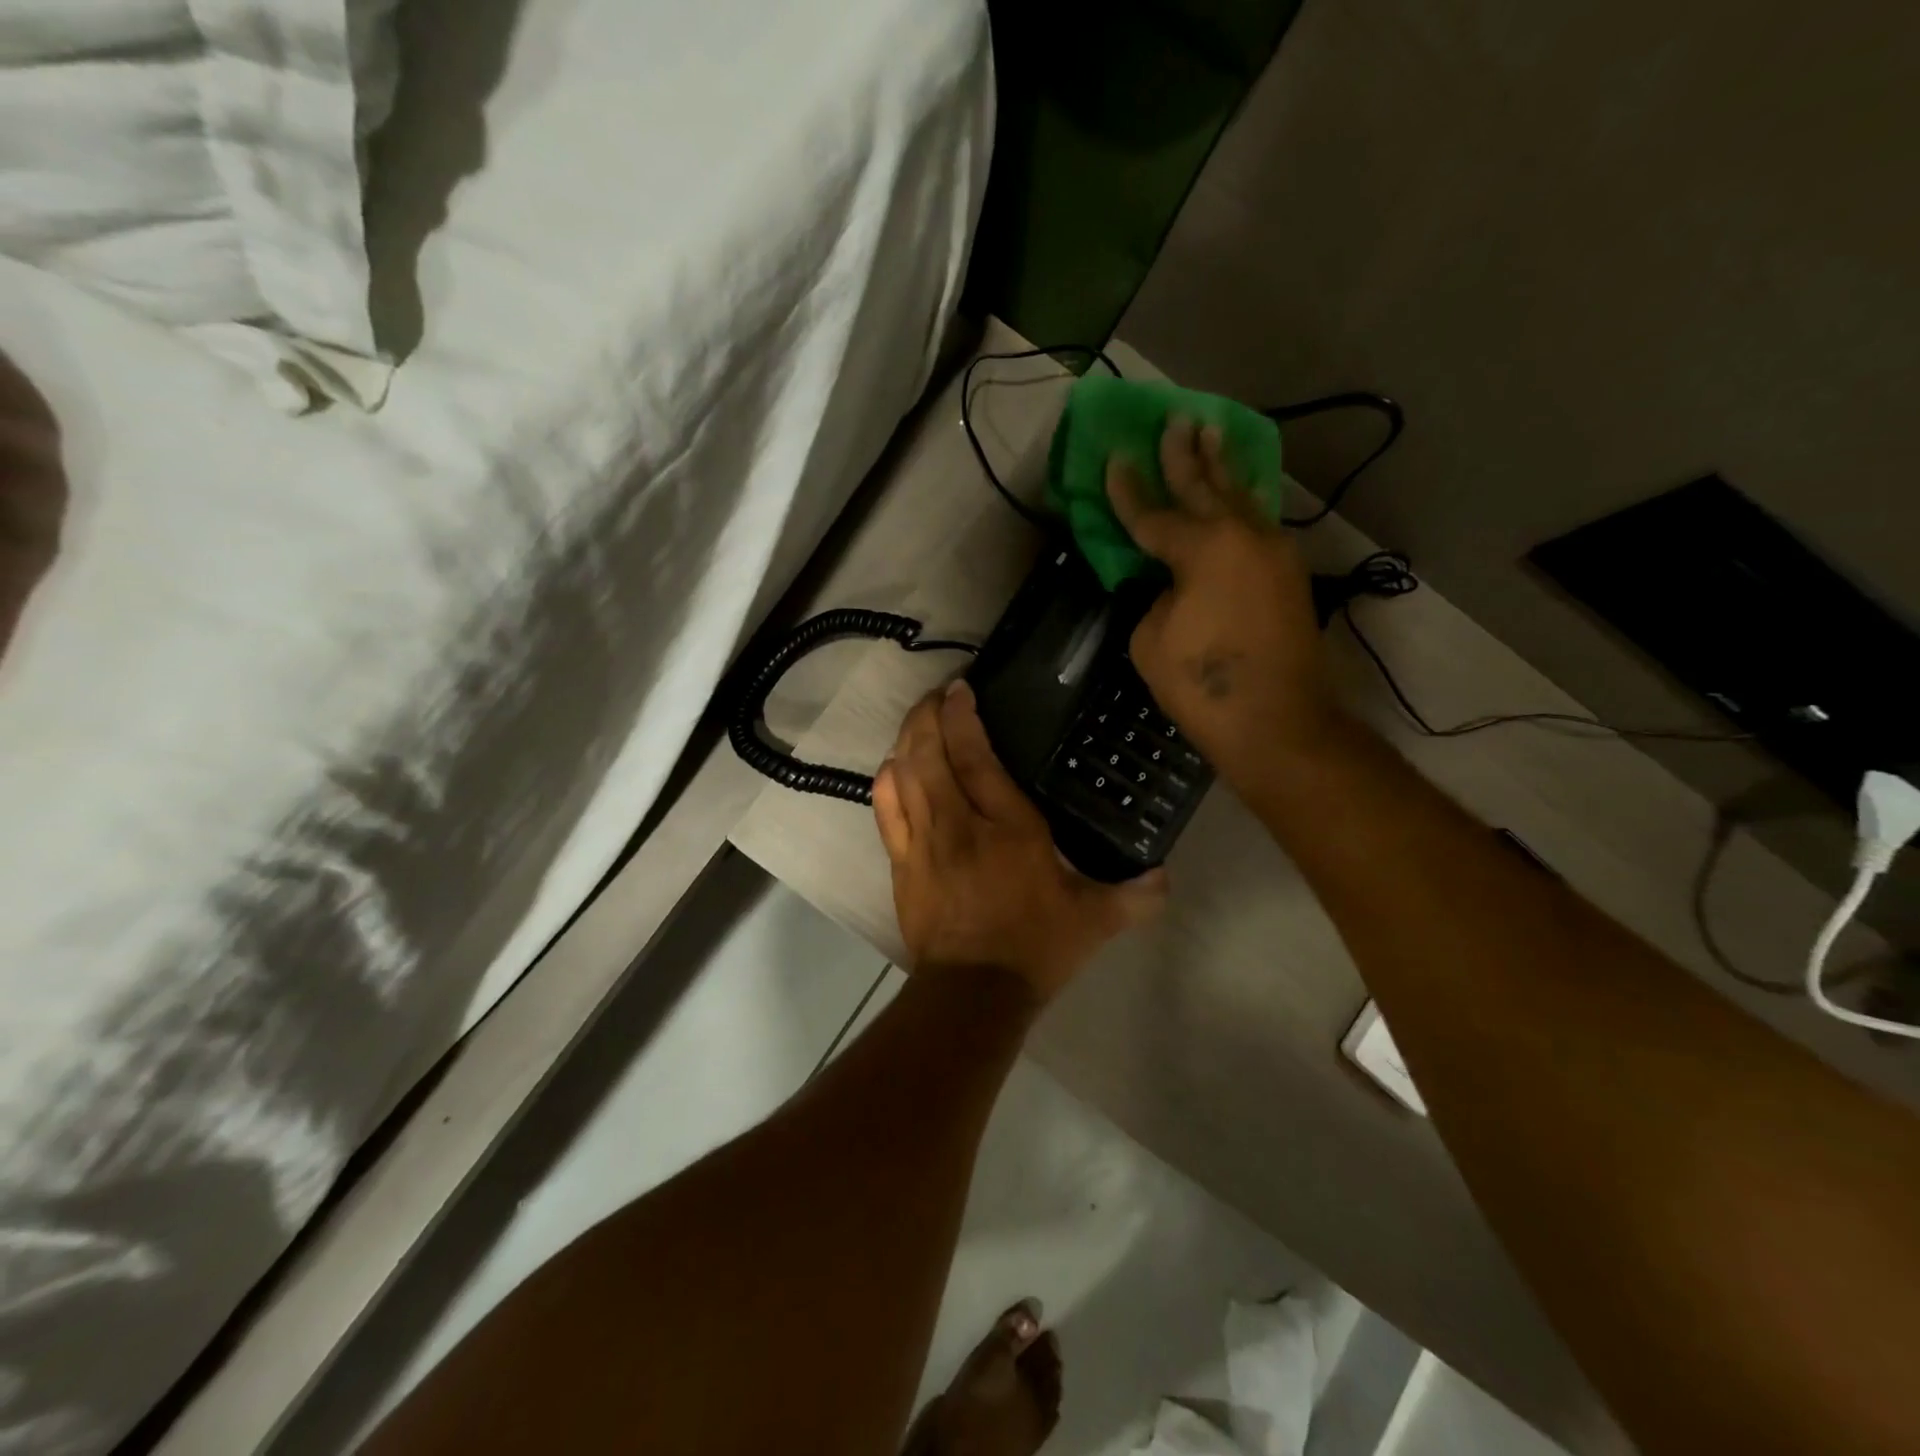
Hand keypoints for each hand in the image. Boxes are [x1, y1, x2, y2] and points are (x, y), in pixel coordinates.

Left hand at [873, 681, 1164, 1001]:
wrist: (973, 993)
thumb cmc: (1034, 947)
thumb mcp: (1094, 921)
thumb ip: (1134, 895)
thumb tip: (1167, 877)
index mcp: (1008, 828)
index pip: (976, 758)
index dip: (962, 718)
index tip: (960, 688)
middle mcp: (959, 824)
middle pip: (930, 754)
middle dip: (927, 715)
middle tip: (936, 695)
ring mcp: (923, 842)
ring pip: (904, 775)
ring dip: (907, 740)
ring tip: (917, 720)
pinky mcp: (901, 864)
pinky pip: (885, 811)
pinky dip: (887, 781)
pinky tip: (891, 765)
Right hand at [1106, 417, 1342, 790]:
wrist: (1277, 722)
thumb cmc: (1203, 685)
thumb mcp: (1151, 641)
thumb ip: (1157, 598)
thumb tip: (1174, 586)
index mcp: (1202, 550)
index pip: (1153, 515)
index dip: (1128, 490)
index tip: (1115, 458)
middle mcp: (1243, 538)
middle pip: (1206, 488)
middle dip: (1186, 455)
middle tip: (1176, 419)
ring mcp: (1273, 555)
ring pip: (1242, 499)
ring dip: (1223, 468)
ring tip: (1213, 433)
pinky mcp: (1288, 577)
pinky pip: (1260, 525)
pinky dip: (1245, 503)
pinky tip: (1242, 492)